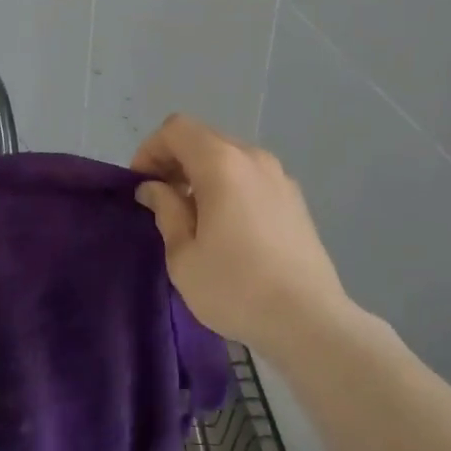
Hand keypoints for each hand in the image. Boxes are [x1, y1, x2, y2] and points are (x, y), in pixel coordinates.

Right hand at [132, 114, 349, 354]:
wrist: (309, 321)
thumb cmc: (236, 288)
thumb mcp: (184, 255)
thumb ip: (165, 210)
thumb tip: (153, 188)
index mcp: (222, 163)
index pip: (176, 129)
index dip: (150, 150)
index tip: (140, 186)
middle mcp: (253, 158)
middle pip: (204, 138)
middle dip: (174, 160)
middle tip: (159, 200)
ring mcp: (279, 176)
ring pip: (229, 156)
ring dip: (201, 174)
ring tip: (191, 215)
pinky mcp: (295, 198)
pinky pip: (250, 176)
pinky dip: (228, 185)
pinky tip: (226, 226)